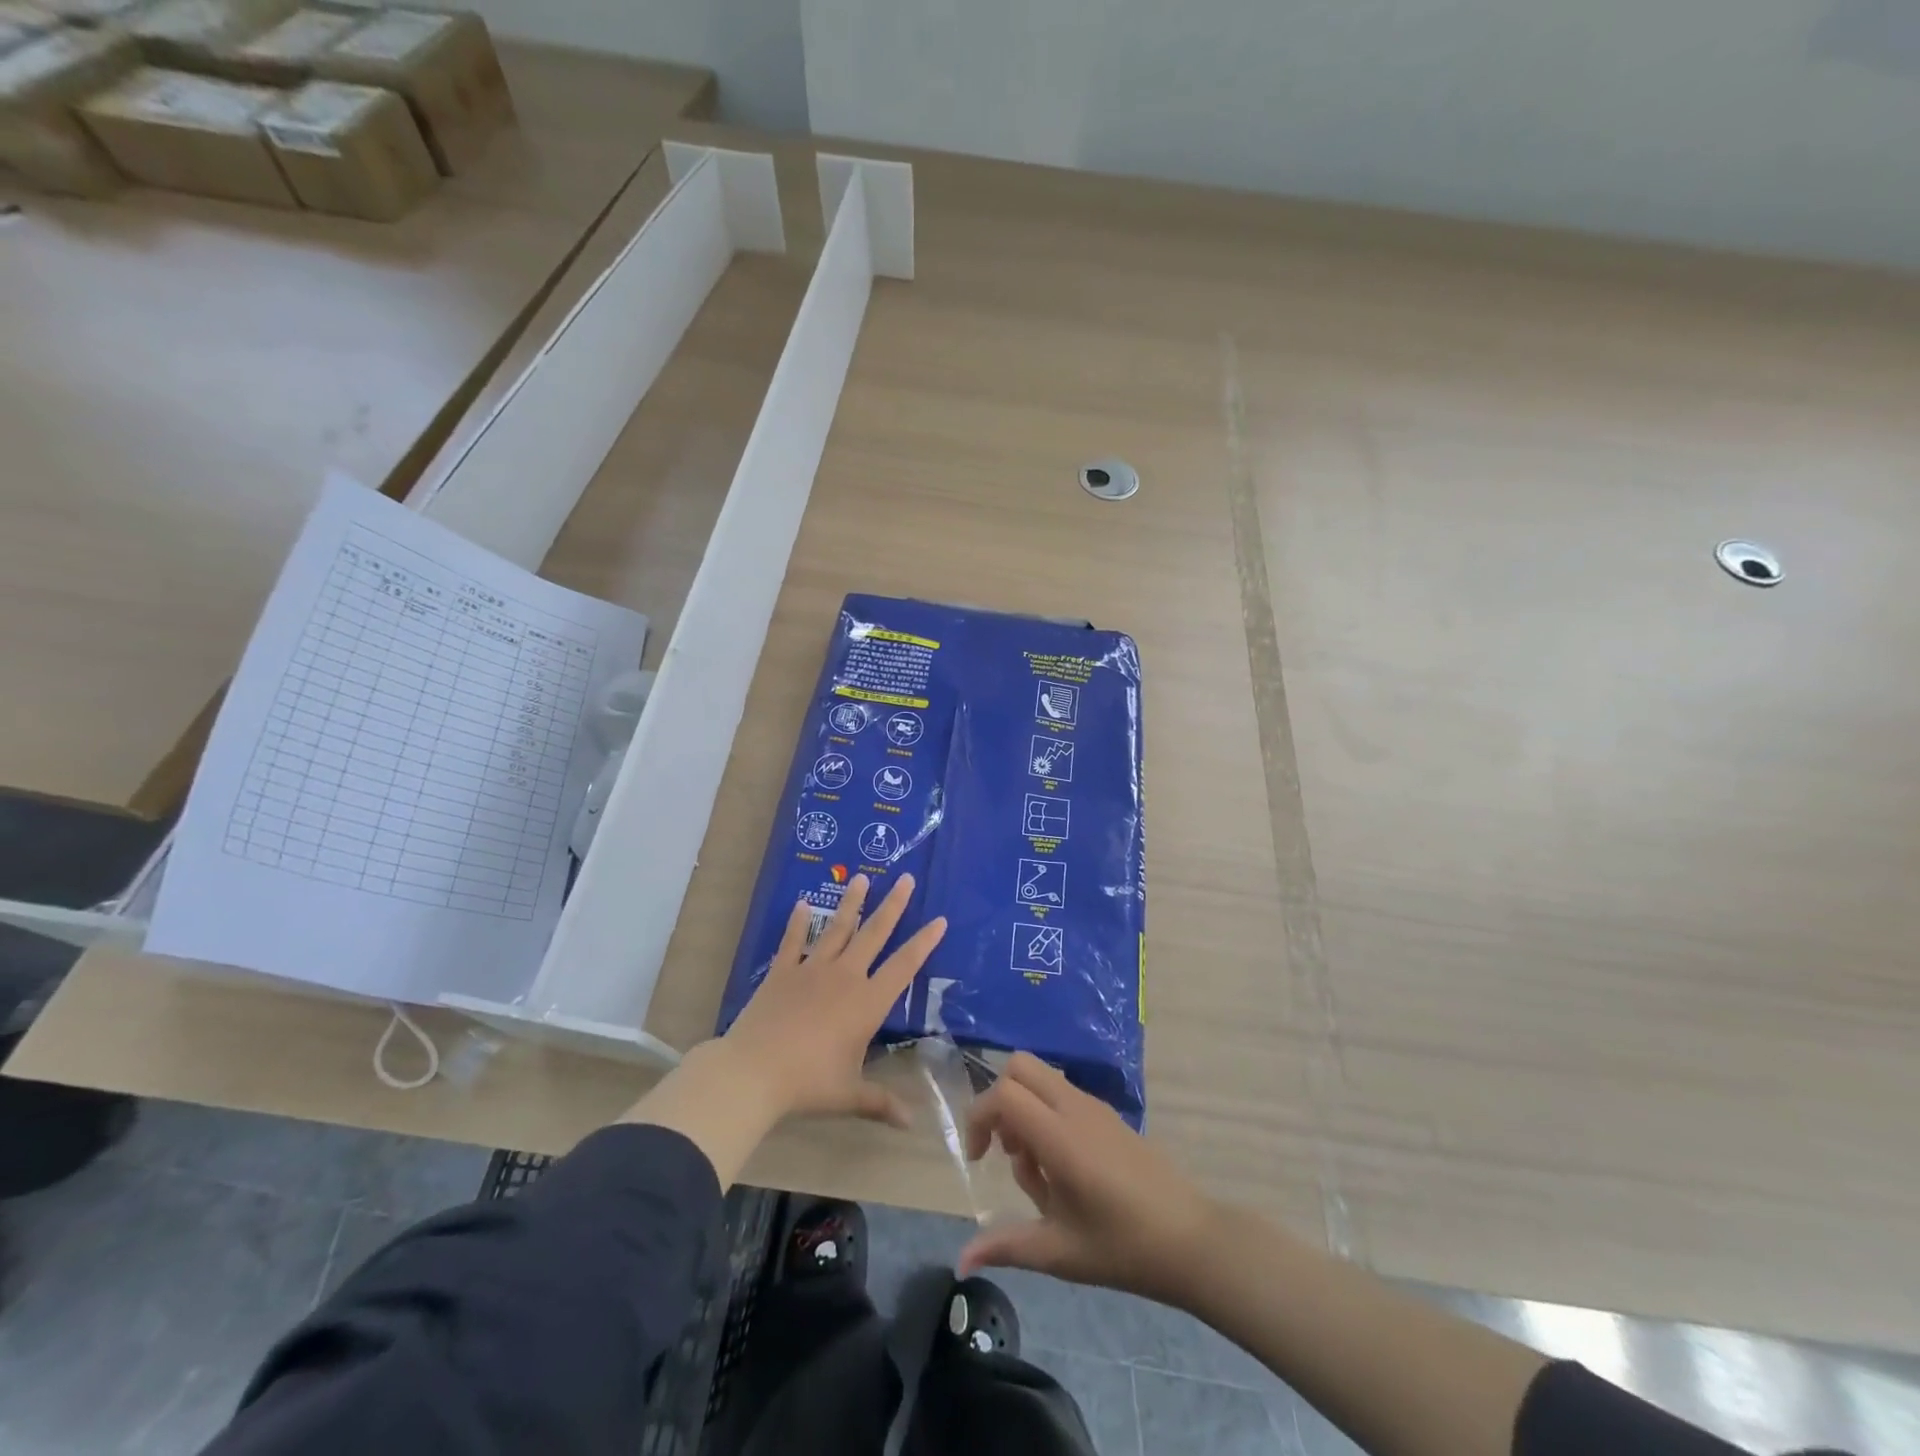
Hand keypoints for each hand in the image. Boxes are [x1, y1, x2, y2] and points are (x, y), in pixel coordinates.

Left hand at [720, 873, 946, 1127]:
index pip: (904, 966)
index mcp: (867, 1003)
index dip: (924, 942)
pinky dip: (798, 923)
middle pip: (874, 933)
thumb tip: (910, 1124)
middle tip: (905, 878)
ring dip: (851, 903)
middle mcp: (845, 977)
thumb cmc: (809, 1083)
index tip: (939, 919)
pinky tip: (801, 904)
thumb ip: (881, 1103)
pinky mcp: (782, 972)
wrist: (754, 1071)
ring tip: (861, 877)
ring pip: (837, 928)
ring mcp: (812, 970)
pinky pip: (793, 941)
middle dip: (893, 905)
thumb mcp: (849, 1095)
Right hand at [958, 1052, 1218, 1306]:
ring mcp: (1094, 1105)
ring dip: (1024, 1109)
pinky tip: (1064, 1170)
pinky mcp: (1108, 1113)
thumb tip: (963, 1260)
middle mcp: (1074, 1106)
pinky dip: (1047, 1115)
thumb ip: (1007, 1246)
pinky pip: (1062, 1094)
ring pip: (1041, 1078)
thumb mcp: (1059, 1252)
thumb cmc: (1123, 1247)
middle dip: (999, 1101)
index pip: (1004, 1094)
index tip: (978, 1159)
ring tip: (1038, 1171)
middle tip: (1004, 1150)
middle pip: (1019, 1066)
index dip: (978, 1116)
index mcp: (1060, 1135)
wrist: (1191, 1240)